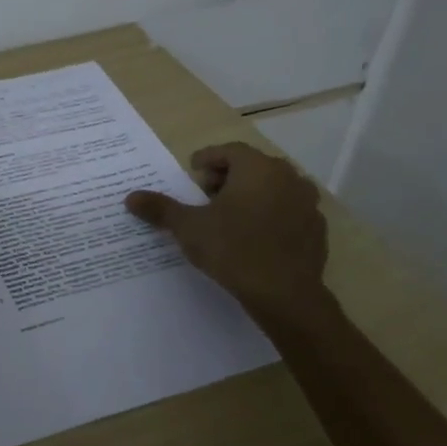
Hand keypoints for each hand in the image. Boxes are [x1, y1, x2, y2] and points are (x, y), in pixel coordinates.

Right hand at [124, 142, 329, 319]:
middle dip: (228, 176)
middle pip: (252, 166)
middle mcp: (287, 177)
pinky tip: (255, 237)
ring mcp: (307, 202)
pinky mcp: (316, 229)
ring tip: (230, 216)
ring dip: (251, 195)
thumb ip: (161, 209)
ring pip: (273, 188)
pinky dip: (270, 215)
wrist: (285, 294)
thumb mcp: (189, 228)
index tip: (192, 172)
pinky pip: (288, 211)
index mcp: (257, 168)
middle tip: (206, 195)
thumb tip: (130, 197)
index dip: (207, 158)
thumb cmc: (233, 249)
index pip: (229, 151)